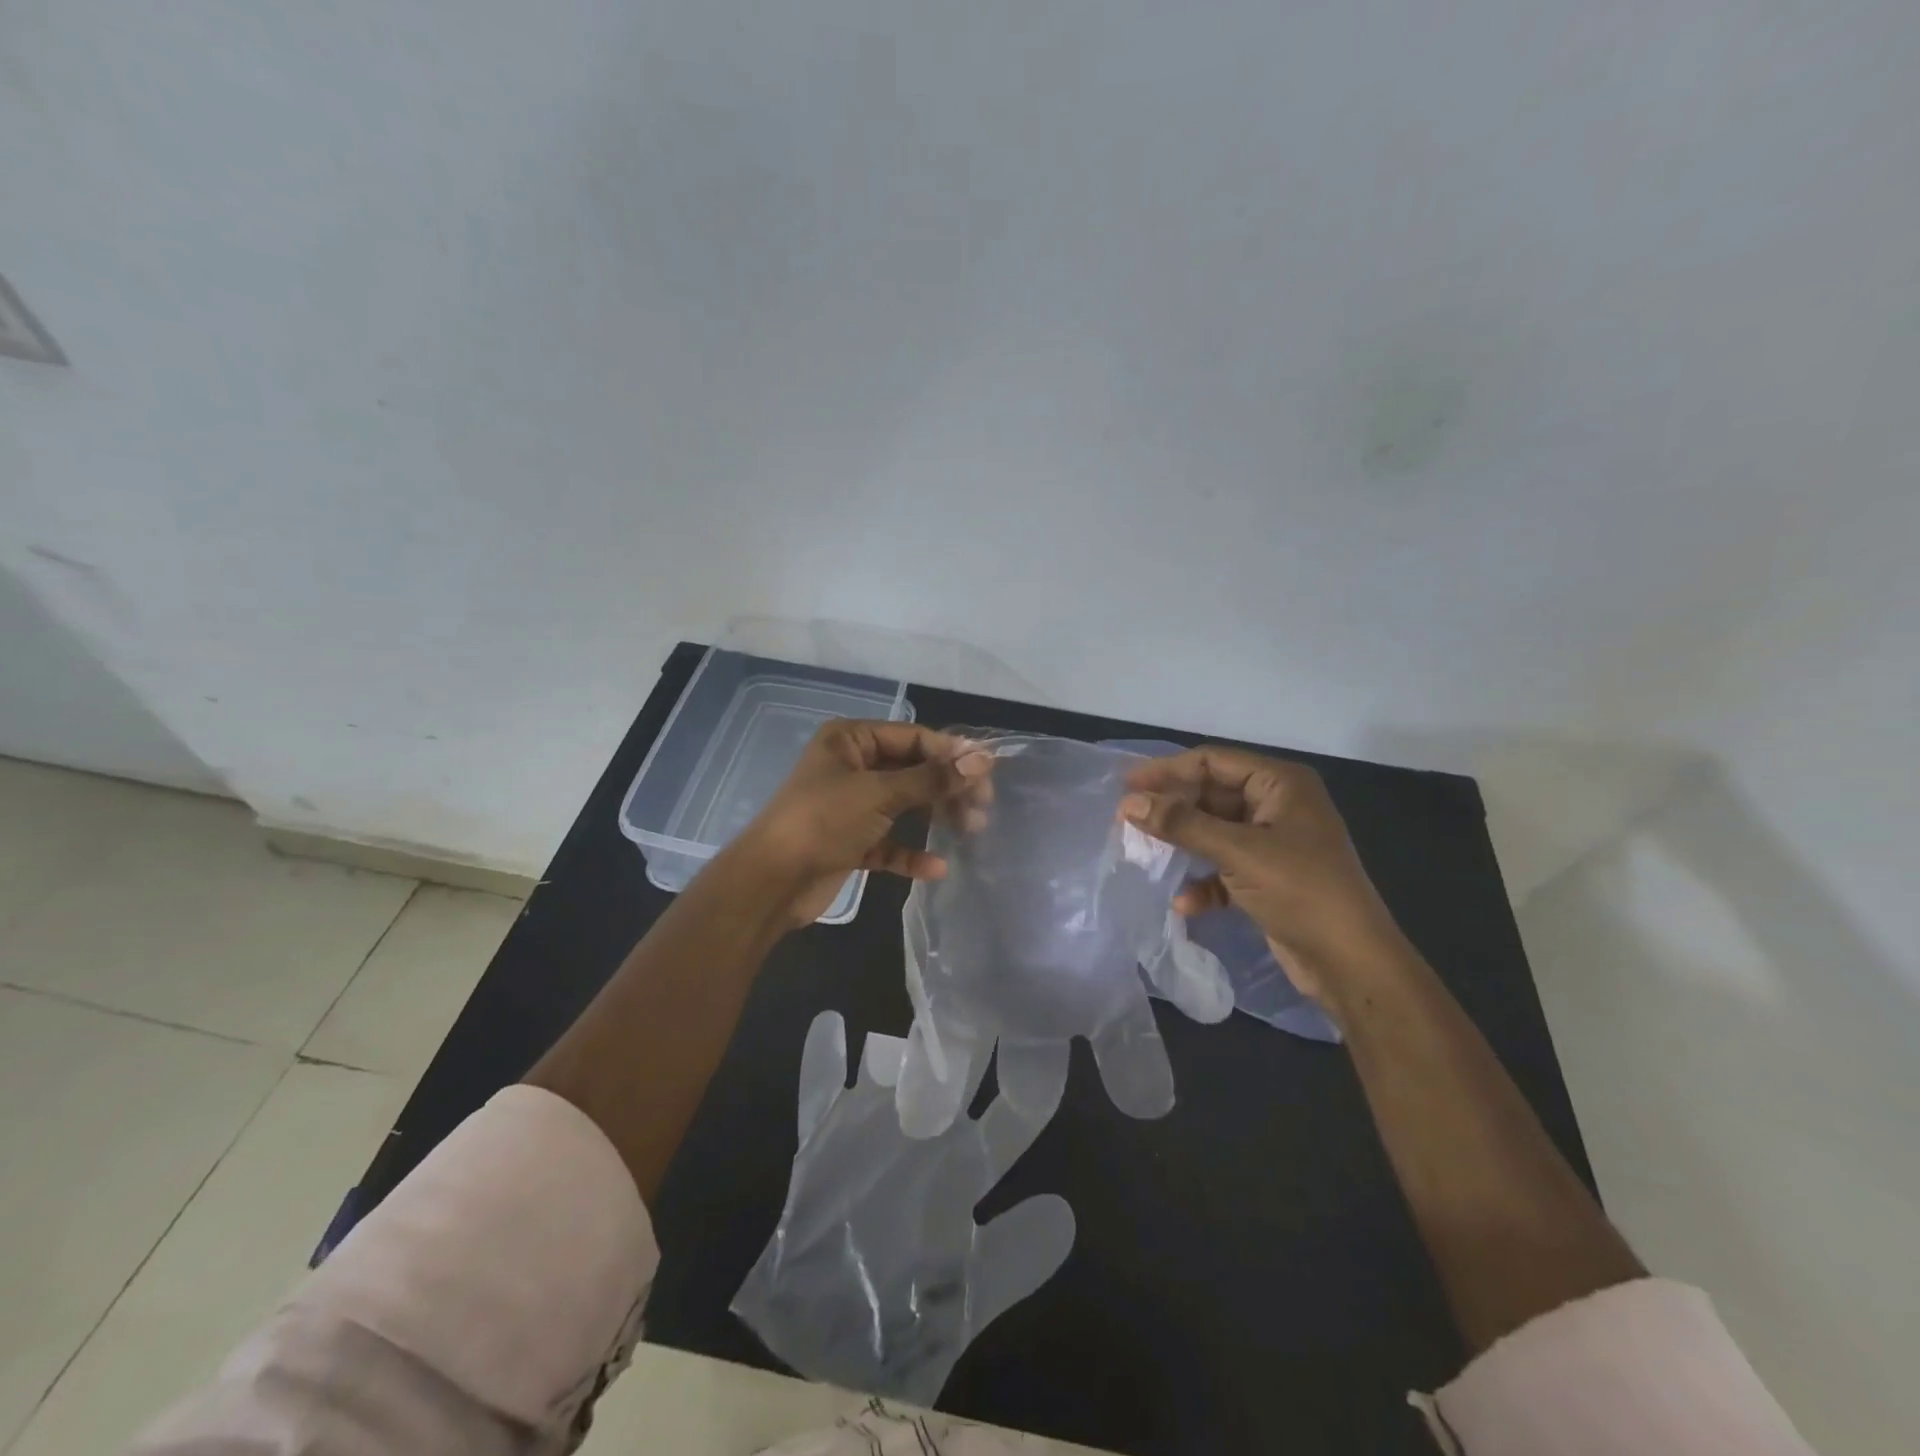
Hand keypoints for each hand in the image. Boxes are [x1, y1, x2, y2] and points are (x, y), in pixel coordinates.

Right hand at [732, 1009, 1073, 1405]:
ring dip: (902, 1044)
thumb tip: (1066, 1214)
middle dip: (972, 1037)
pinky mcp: (826, 1136)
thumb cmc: (905, 1315)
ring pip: (894, 1069)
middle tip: (987, 993)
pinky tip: (828, 1024)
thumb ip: (1013, 1258)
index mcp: (969, 1163)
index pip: (1011, 1116)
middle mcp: (929, 1131)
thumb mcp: (967, 1296)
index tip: (1047, 1039)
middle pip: (957, 1073)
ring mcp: (876, 1127)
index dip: (1030, 1084)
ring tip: (917, 1008)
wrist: (827, 1335)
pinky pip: (821, 1092)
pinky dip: (822, 1061)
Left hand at [735, 720, 990, 927]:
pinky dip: (911, 853)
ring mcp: (850, 806)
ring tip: (971, 829)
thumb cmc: (823, 821)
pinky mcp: (851, 842)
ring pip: (904, 805)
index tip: (987, 771)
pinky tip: (936, 868)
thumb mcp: (879, 794)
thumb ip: (932, 778)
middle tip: (982, 806)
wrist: (771, 882)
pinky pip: (889, 842)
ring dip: (935, 816)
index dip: (951, 752)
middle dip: (946, 786)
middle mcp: (852, 767)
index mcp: (850, 740)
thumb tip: (983, 759)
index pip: (912, 737)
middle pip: (912, 770)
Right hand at [1119, 747, 1410, 1009]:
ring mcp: (1274, 843)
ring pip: (1215, 832)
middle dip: (1173, 810)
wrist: (1352, 963)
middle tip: (1127, 820)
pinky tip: (1184, 903)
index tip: (1126, 785)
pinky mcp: (1269, 878)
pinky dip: (1204, 882)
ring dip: (1183, 845)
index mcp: (1281, 784)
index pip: (1214, 762)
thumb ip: (1181, 824)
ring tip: (1144, 854)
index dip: (1168, 771)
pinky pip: (1225, 868)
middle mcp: (1278, 806)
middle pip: (1211, 796)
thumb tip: (1128, 803)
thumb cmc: (1300, 891)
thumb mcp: (1238, 852)